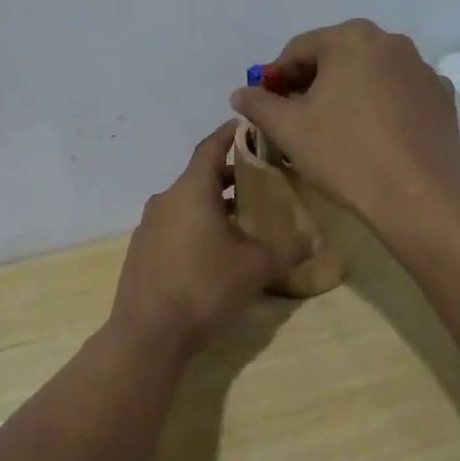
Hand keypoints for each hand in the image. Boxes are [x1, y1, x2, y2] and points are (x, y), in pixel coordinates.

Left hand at [108, 123, 312, 359]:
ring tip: (243, 218)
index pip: (211, 147)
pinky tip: (214, 251)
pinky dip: (195, 226)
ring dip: (213, 204)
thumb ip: (288, 250)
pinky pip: (173, 226)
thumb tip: (318, 241)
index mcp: (191, 190)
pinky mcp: (141, 251)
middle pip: (200, 176)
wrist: (149, 334)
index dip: (230, 134)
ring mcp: (149, 226)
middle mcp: (166, 200)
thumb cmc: (205, 286)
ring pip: (186, 203)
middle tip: (260, 180)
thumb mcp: (256, 268)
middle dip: (230, 175)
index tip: (248, 126)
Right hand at [228, 19, 459, 230]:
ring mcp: (422, 69)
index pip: (298, 50)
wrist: (415, 195)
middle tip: (297, 118)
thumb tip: (241, 93)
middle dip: (312, 83)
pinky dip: (381, 106)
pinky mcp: (441, 97)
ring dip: (348, 92)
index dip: (276, 78)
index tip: (266, 105)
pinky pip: (398, 93)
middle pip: (336, 57)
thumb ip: (259, 104)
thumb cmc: (344, 153)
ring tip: (335, 128)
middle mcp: (391, 41)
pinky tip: (374, 136)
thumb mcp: (288, 128)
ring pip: (370, 74)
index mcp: (351, 38)